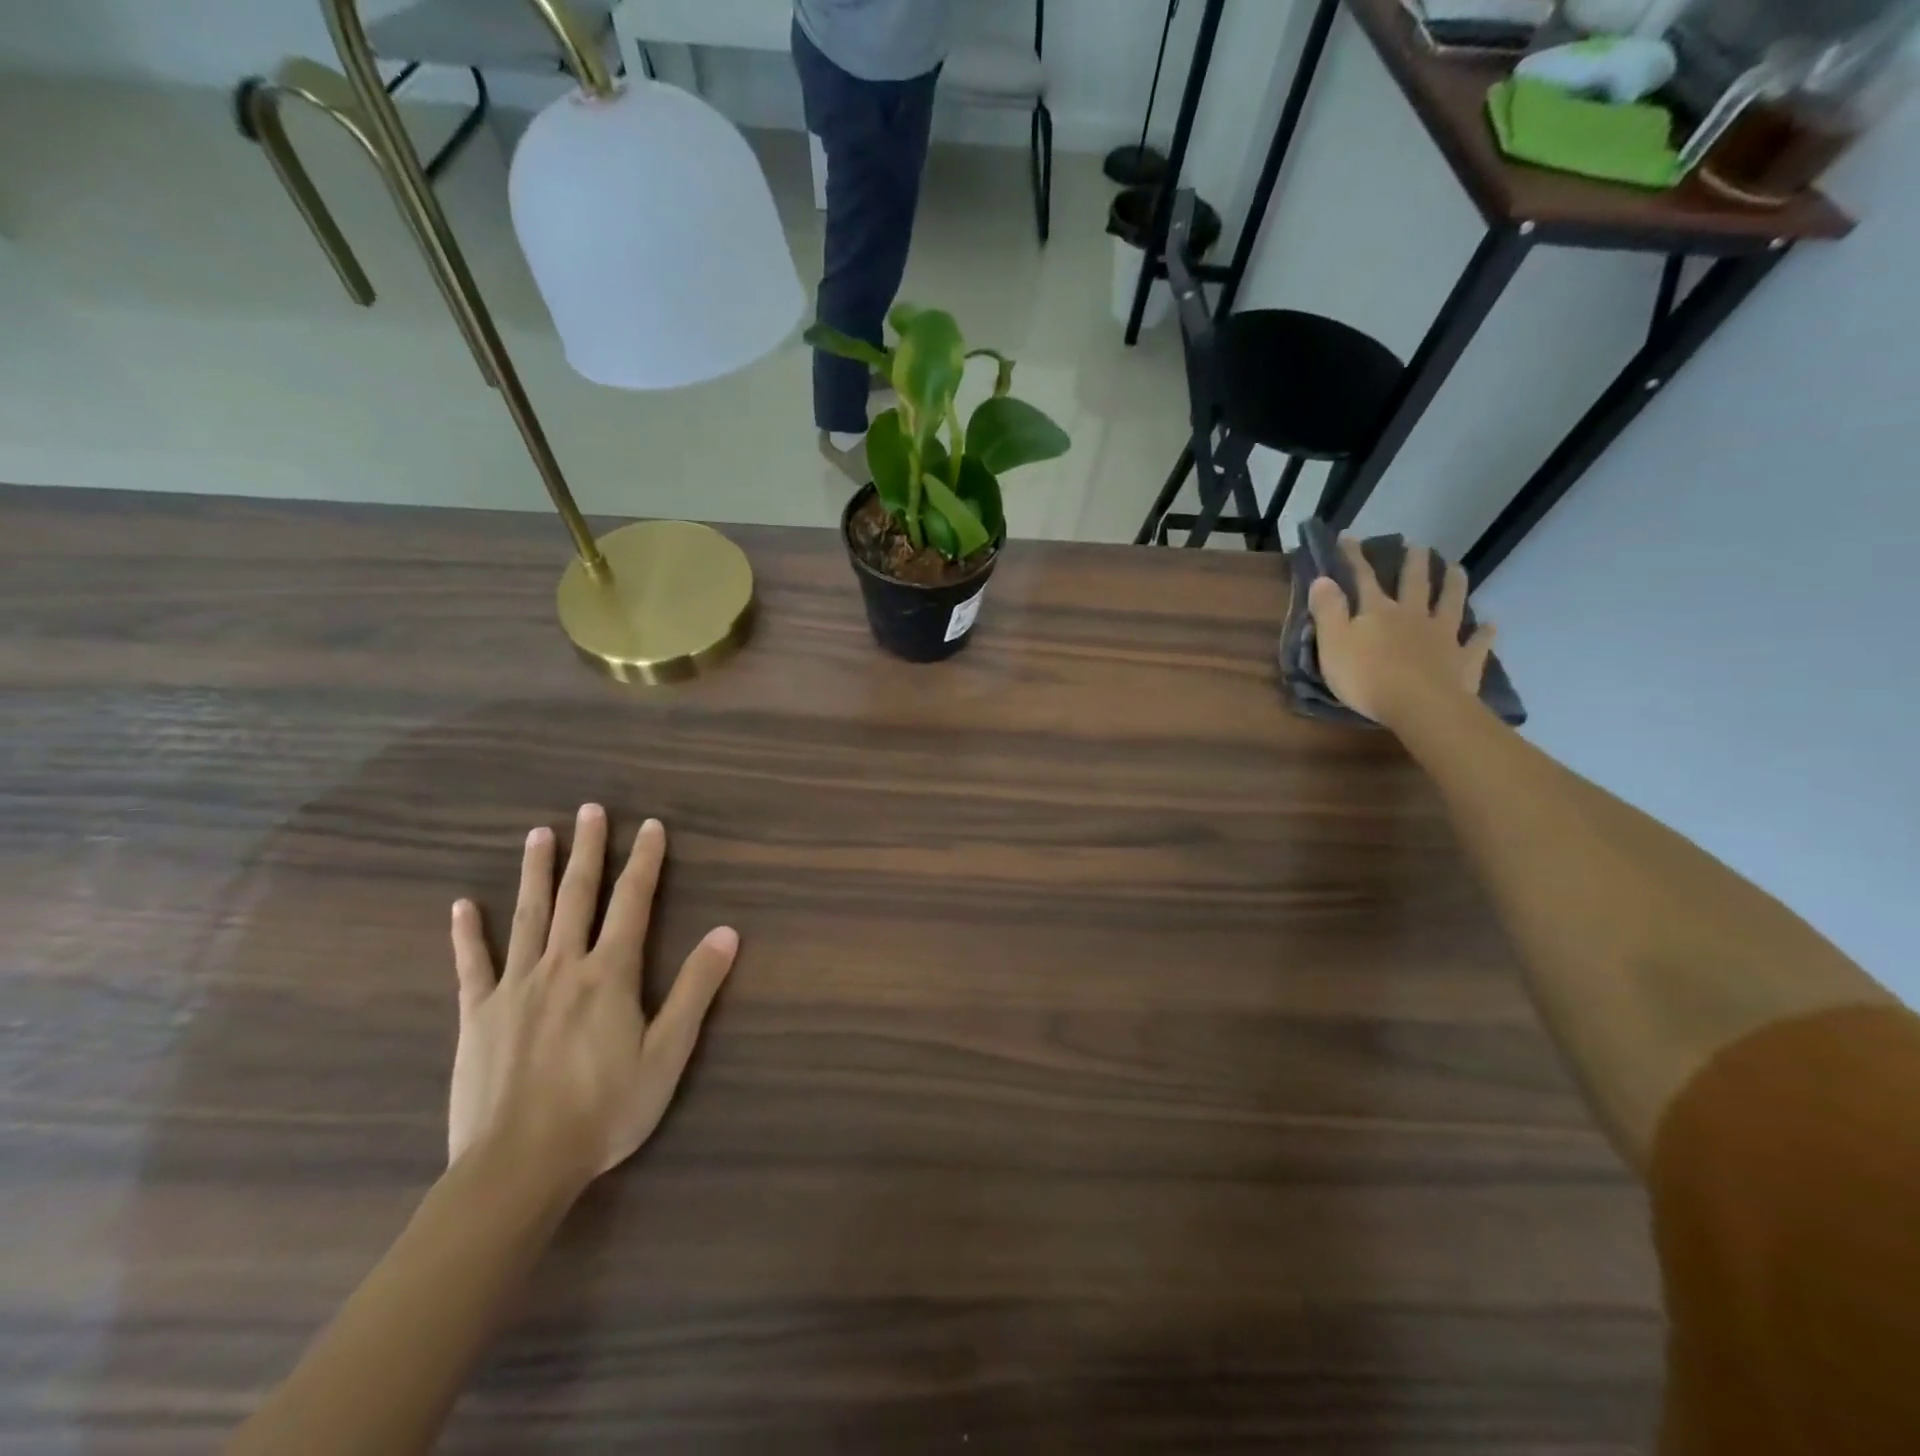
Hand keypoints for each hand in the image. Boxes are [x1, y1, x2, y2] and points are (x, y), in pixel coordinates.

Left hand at [447, 806, 737, 1193]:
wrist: (519, 1166)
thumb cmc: (605, 1109)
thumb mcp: (668, 1052)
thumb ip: (695, 989)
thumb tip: (726, 933)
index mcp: (610, 973)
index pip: (633, 902)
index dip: (645, 862)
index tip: (650, 826)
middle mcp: (563, 966)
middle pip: (578, 895)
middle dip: (589, 850)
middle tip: (591, 810)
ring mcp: (515, 987)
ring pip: (529, 916)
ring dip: (536, 872)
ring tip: (539, 834)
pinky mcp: (477, 1015)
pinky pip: (472, 965)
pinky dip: (467, 934)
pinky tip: (462, 906)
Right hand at [1308, 537, 1496, 729]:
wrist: (1419, 706)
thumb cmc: (1366, 677)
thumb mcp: (1333, 643)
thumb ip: (1328, 610)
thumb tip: (1323, 578)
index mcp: (1378, 612)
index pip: (1364, 578)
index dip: (1355, 558)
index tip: (1350, 537)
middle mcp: (1413, 616)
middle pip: (1415, 583)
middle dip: (1414, 562)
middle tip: (1418, 544)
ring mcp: (1443, 636)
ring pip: (1450, 603)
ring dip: (1453, 584)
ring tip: (1456, 568)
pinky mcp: (1464, 660)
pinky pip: (1477, 643)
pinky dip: (1483, 633)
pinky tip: (1489, 625)